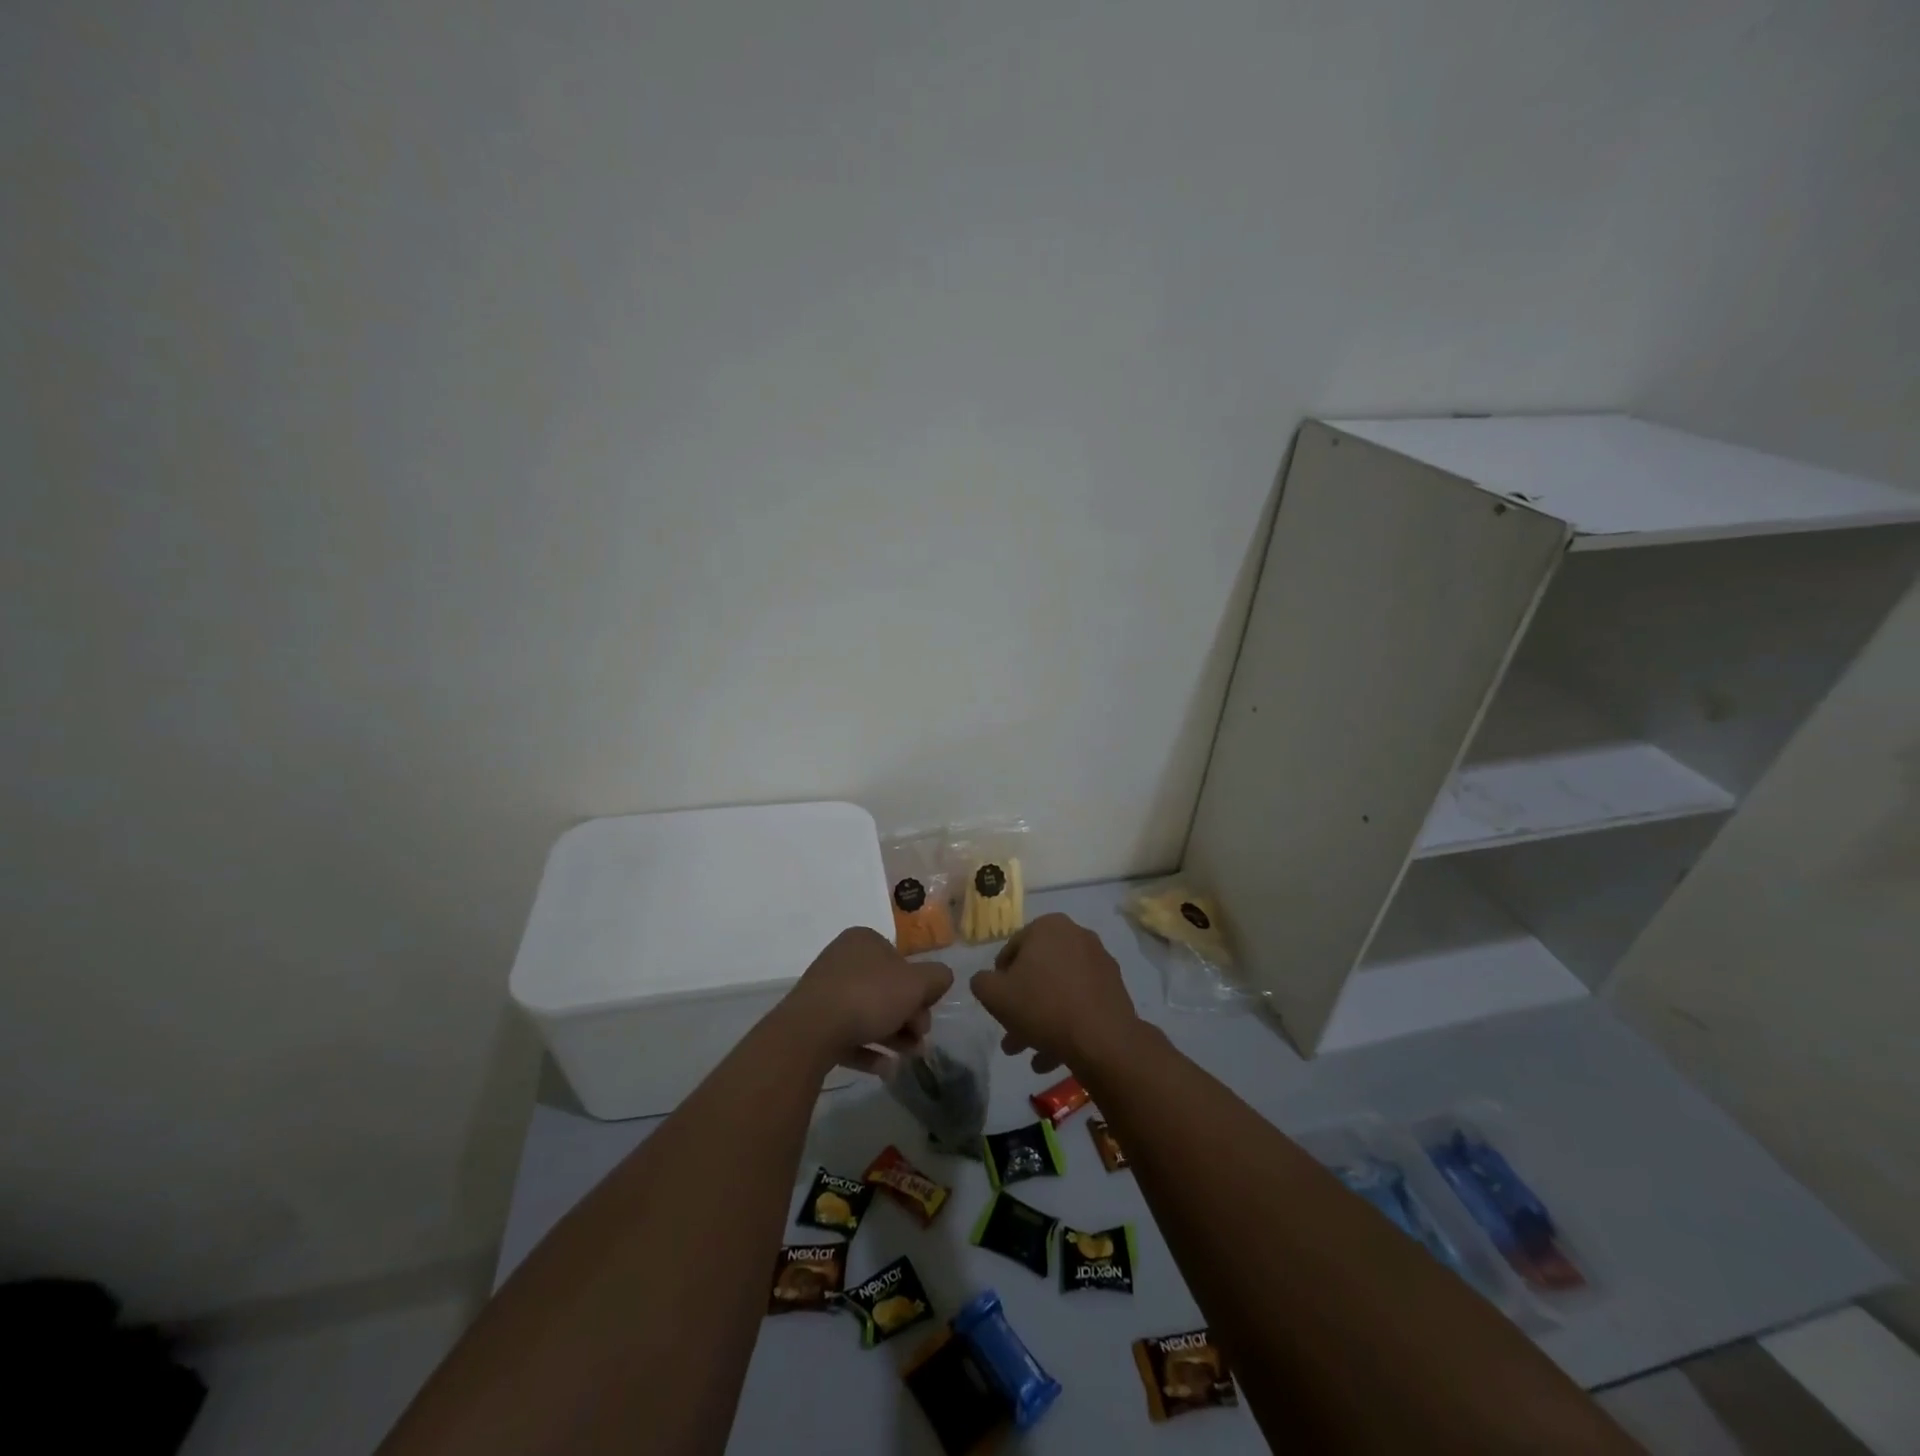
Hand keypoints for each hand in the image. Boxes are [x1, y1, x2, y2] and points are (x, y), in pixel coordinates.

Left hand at [779, 927, 953, 1073]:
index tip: (928, 1010)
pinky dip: (869, 1050)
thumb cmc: (869, 996)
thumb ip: (937, 977)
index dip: (919, 987)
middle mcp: (843, 960)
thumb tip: (941, 979)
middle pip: (887, 989)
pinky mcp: (813, 1023)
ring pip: (868, 1013)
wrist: (811, 1031)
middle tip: (920, 1039)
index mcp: (864, 941)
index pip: (901, 960)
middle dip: (909, 1016)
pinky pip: (848, 1035)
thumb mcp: (916, 983)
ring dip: (893, 1036)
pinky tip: (886, 1069)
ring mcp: (825, 991)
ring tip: (908, 1058)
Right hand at [969, 912, 1141, 1074]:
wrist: (1102, 1039)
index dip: (1000, 979)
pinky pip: (1080, 1002)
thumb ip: (982, 982)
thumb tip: (986, 980)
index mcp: (1048, 926)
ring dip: (1040, 1020)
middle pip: (1038, 972)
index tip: (997, 1004)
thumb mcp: (995, 995)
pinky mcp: (1114, 988)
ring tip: (1028, 1054)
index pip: (1012, 949)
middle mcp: (1077, 935)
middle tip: (1010, 1034)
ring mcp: (1099, 962)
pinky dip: (1065, 1023)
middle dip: (1021, 1005)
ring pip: (1059, 990)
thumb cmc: (1042, 1006)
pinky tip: (1052, 1057)